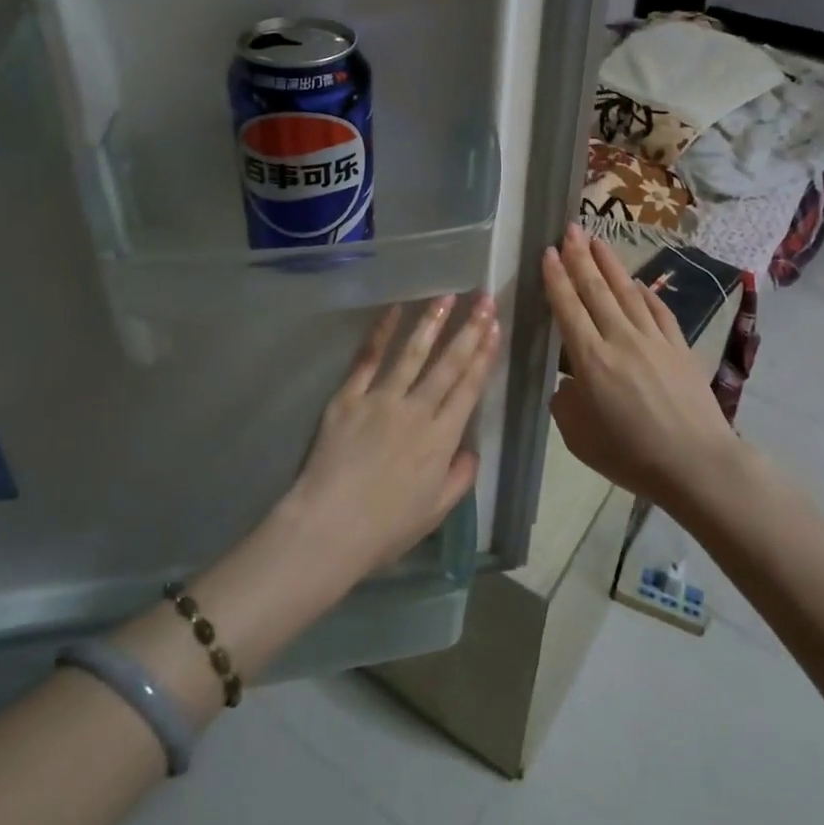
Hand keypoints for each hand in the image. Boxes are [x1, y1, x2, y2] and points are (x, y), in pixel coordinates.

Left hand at [285, 294, 497, 585]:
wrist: (329, 527)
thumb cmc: (385, 528)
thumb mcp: (435, 512)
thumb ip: (459, 478)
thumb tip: (471, 451)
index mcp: (440, 439)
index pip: (468, 388)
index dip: (484, 356)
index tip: (494, 327)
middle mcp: (416, 410)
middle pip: (448, 364)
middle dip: (469, 329)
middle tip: (483, 299)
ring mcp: (381, 399)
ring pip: (412, 353)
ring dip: (432, 322)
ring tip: (447, 296)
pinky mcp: (349, 397)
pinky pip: (368, 358)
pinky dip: (381, 332)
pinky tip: (394, 310)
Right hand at [542, 226, 733, 500]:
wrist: (697, 464)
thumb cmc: (631, 456)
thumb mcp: (579, 438)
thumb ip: (566, 403)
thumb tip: (568, 383)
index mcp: (590, 360)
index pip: (568, 307)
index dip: (556, 277)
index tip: (547, 252)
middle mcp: (620, 339)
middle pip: (595, 289)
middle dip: (580, 256)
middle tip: (570, 229)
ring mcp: (653, 339)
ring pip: (626, 291)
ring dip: (609, 264)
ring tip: (597, 240)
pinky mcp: (679, 346)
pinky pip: (657, 310)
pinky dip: (644, 292)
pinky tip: (636, 282)